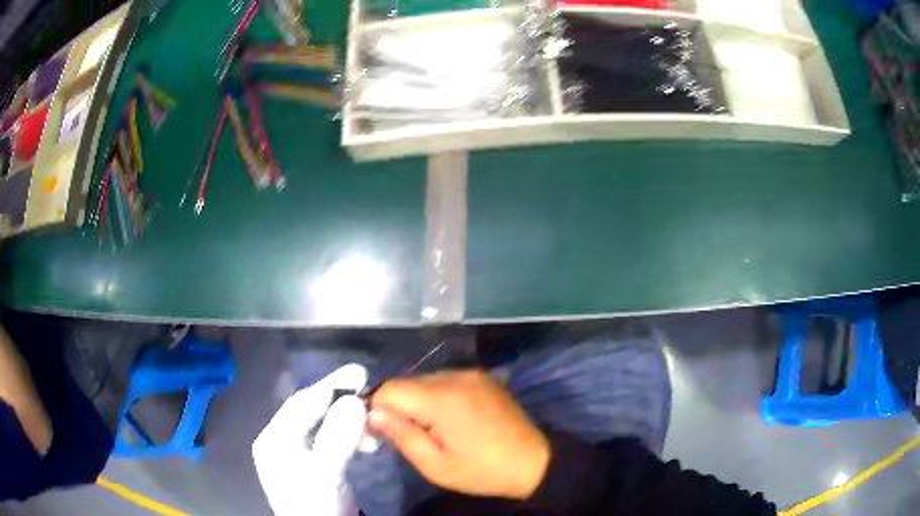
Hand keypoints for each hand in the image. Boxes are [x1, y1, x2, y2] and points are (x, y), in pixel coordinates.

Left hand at [253, 364, 368, 515]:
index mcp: (274, 438)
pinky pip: (331, 439)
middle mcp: (281, 441)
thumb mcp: (324, 472)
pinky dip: (349, 436)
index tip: (360, 372)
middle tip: (369, 389)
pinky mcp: (315, 464)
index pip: (302, 403)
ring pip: (324, 425)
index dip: (331, 385)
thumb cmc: (316, 504)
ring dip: (349, 420)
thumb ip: (336, 436)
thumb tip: (355, 400)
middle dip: (341, 401)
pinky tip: (365, 440)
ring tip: (373, 424)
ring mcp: (298, 453)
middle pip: (312, 411)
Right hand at [368, 369, 549, 499]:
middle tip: (412, 435)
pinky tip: (452, 418)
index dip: (380, 408)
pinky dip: (439, 396)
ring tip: (435, 429)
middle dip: (401, 406)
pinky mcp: (483, 377)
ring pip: (426, 380)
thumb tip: (373, 413)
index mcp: (443, 399)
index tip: (385, 431)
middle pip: (408, 382)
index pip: (391, 389)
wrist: (533, 462)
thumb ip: (402, 436)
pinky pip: (446, 380)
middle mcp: (456, 376)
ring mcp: (472, 374)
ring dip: (420, 401)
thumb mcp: (436, 466)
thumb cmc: (482, 471)